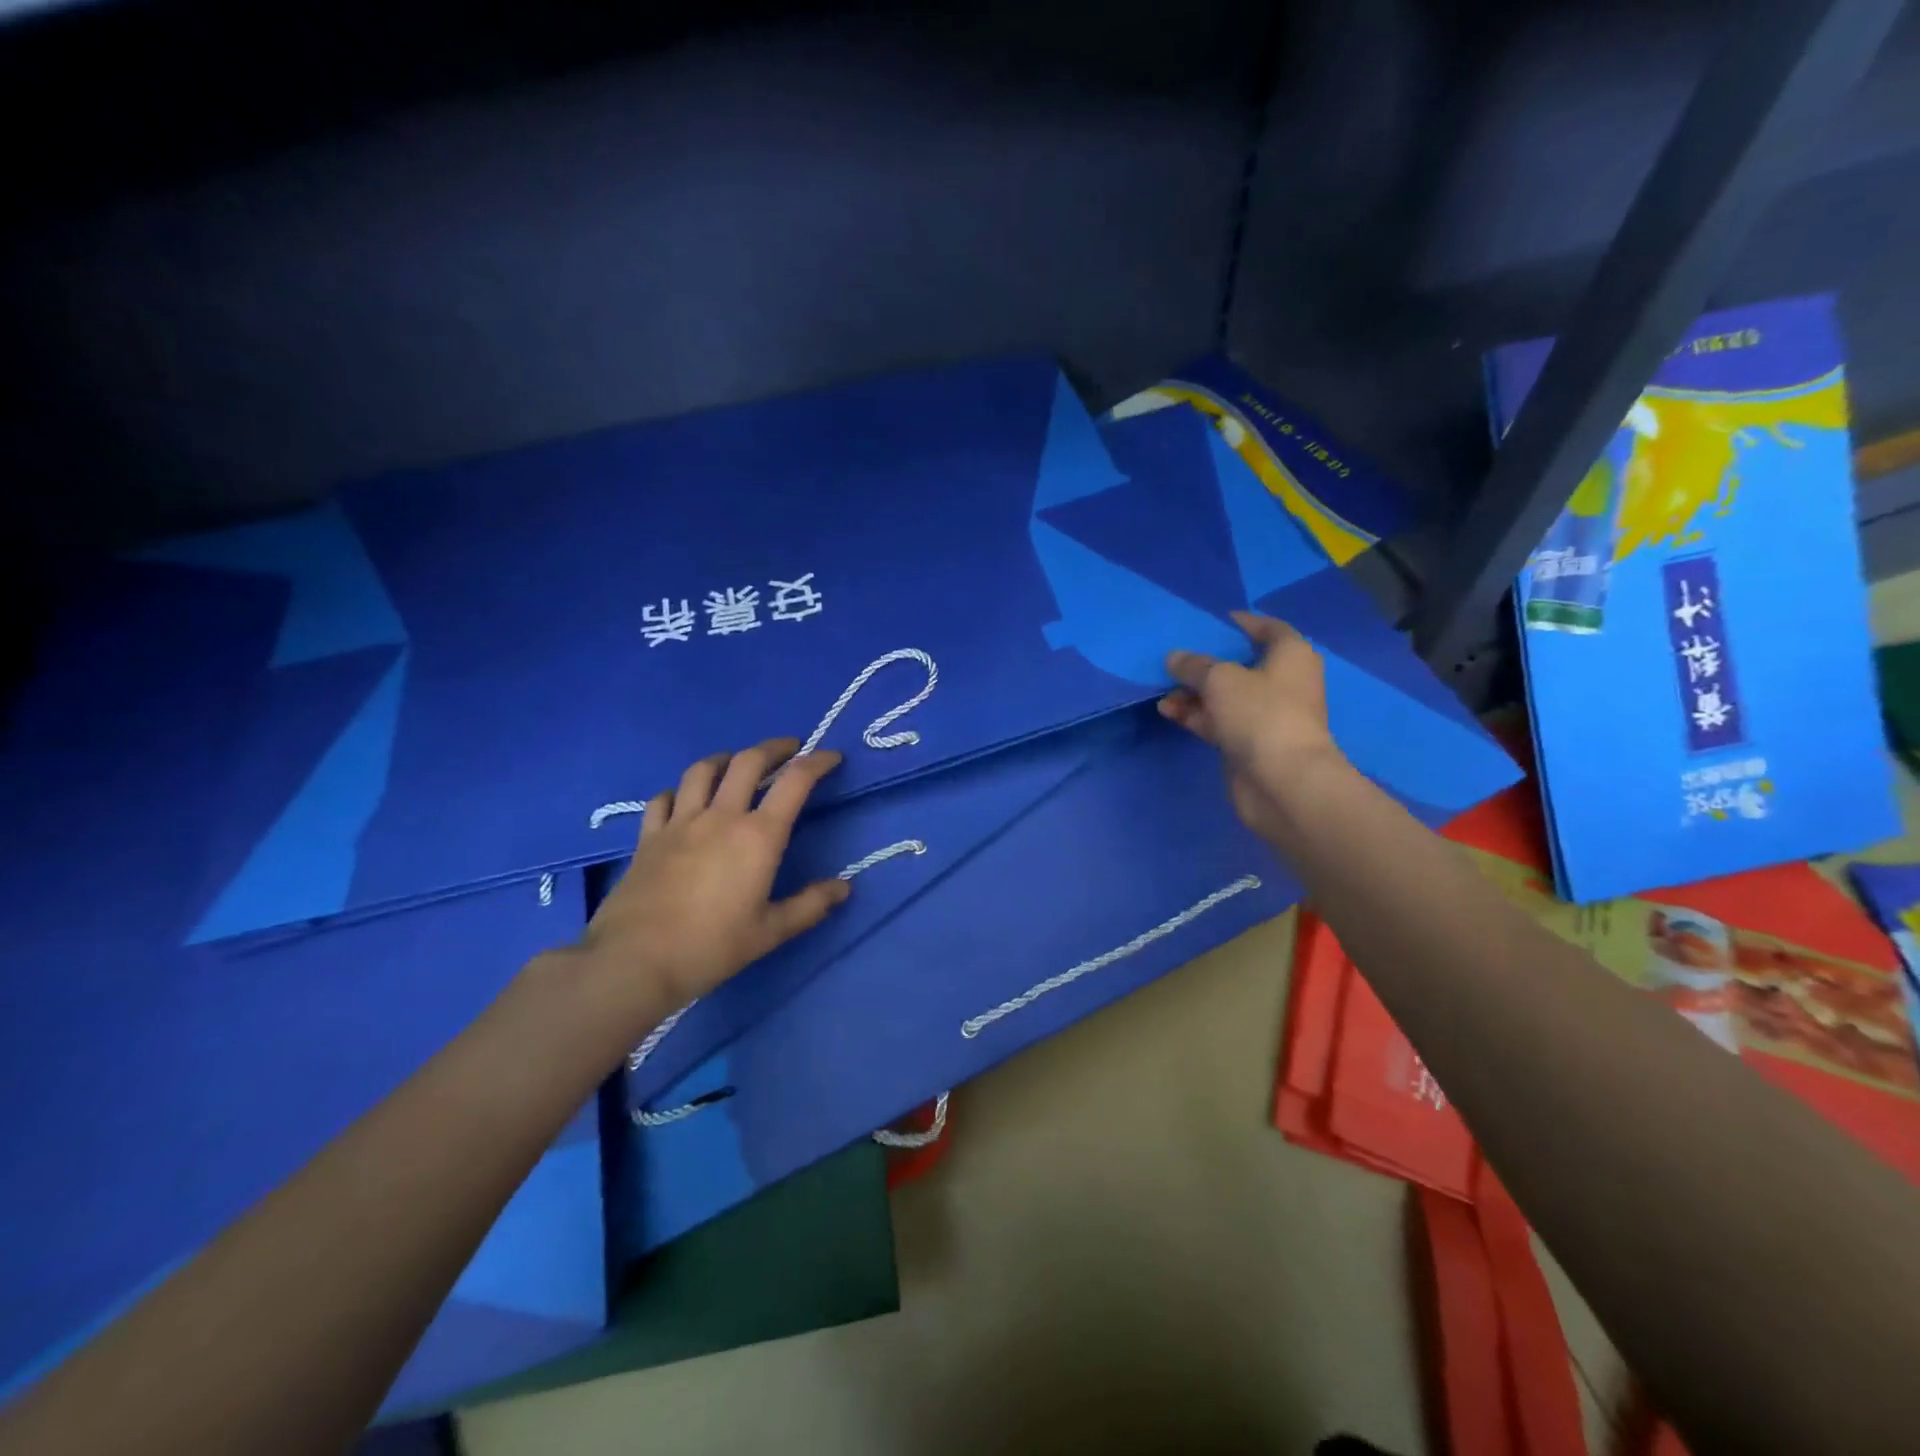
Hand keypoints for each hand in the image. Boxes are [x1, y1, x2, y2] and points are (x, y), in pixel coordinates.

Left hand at [575, 738, 851, 1012]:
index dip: (817, 762)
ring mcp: (680, 822)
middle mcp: (721, 816)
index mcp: (758, 836)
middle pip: (748, 761)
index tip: (831, 756)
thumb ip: (810, 906)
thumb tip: (844, 886)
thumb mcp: (771, 932)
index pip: (795, 781)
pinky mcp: (649, 836)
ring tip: (735, 764)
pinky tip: (684, 800)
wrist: (635, 960)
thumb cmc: (711, 947)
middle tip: (789, 749)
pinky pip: (664, 798)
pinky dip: (680, 791)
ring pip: (703, 770)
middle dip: (774, 748)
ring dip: (725, 759)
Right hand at [1158, 611, 1349, 842]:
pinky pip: (1217, 720)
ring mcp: (1265, 715)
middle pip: (1240, 664)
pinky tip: (1167, 710)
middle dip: (1207, 661)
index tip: (1211, 621)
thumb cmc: (1260, 713)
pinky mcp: (1248, 742)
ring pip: (1224, 695)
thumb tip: (1175, 658)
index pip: (1268, 628)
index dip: (1242, 622)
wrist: (1281, 781)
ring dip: (1194, 691)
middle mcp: (1282, 682)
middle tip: (1175, 655)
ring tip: (1161, 687)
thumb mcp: (1220, 678)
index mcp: (1290, 655)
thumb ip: (1194, 665)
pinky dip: (1195, 714)